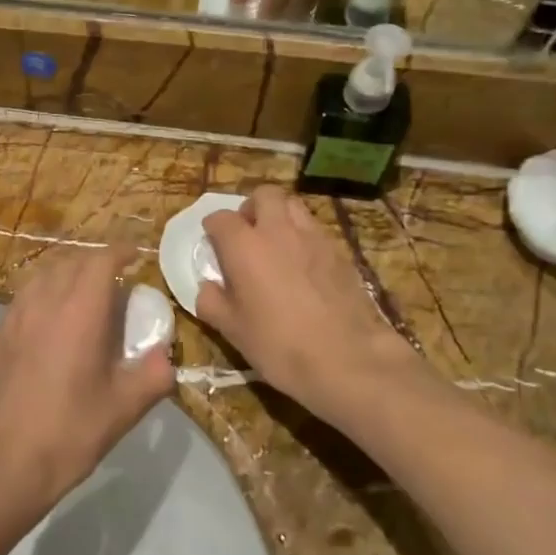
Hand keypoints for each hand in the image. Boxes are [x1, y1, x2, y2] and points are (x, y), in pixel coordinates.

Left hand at [0, 244, 174, 513]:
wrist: (4, 460)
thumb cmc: (70, 430)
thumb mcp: (125, 408)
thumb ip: (153, 375)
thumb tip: (165, 357)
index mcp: (80, 311)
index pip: (101, 261)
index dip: (120, 252)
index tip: (135, 257)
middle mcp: (45, 302)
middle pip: (71, 262)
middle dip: (96, 262)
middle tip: (115, 281)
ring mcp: (16, 315)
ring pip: (44, 275)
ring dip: (68, 274)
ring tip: (83, 295)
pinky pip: (26, 296)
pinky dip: (45, 293)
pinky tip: (52, 320)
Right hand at [195, 187, 420, 432]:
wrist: (347, 359)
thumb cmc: (278, 344)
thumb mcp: (231, 330)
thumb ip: (211, 301)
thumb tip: (208, 287)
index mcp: (244, 245)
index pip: (221, 218)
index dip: (213, 228)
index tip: (212, 243)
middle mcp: (278, 230)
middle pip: (264, 195)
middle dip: (251, 207)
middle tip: (247, 233)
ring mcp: (314, 237)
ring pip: (294, 206)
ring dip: (280, 216)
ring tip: (275, 244)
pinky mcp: (340, 252)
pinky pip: (315, 230)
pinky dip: (303, 237)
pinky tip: (302, 266)